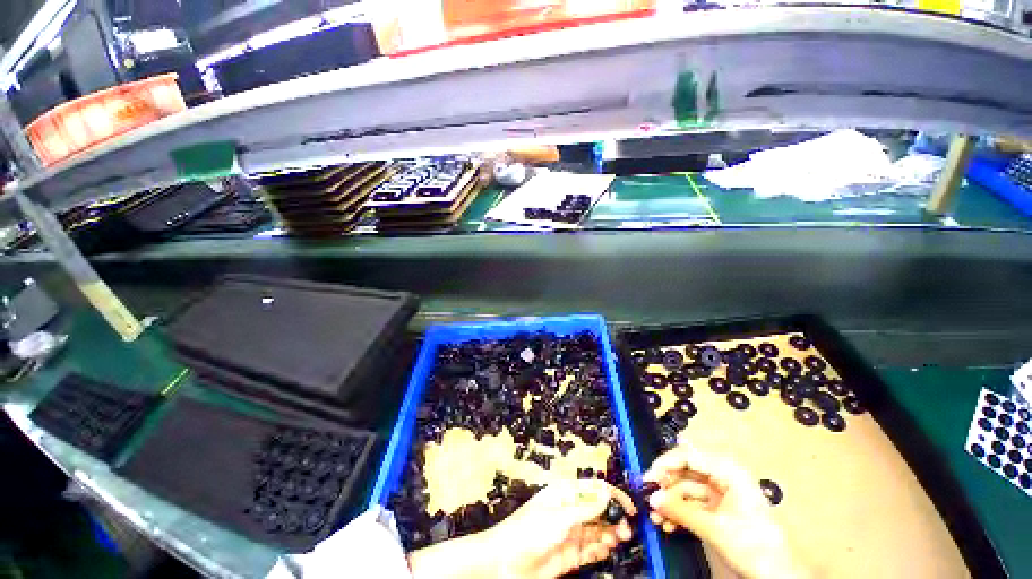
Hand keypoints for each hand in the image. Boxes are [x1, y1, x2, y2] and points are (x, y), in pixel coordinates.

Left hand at [487, 479, 636, 578]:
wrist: (506, 563)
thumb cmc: (530, 530)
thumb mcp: (559, 516)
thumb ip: (585, 507)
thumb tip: (607, 493)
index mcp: (565, 493)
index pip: (593, 489)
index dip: (612, 495)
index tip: (630, 507)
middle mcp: (570, 511)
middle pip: (598, 510)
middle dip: (614, 517)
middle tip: (628, 528)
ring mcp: (571, 533)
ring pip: (597, 530)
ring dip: (610, 533)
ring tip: (619, 538)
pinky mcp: (570, 555)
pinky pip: (591, 549)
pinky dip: (601, 549)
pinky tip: (606, 549)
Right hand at [644, 446, 811, 578]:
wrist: (779, 577)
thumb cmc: (754, 546)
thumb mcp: (714, 528)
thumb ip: (681, 510)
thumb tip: (652, 497)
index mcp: (728, 471)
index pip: (688, 455)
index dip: (665, 463)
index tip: (648, 477)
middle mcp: (722, 477)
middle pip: (685, 472)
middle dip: (665, 487)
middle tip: (647, 497)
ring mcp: (720, 494)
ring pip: (686, 490)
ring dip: (669, 504)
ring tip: (656, 517)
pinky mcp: (718, 510)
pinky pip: (692, 505)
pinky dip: (679, 513)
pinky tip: (667, 524)